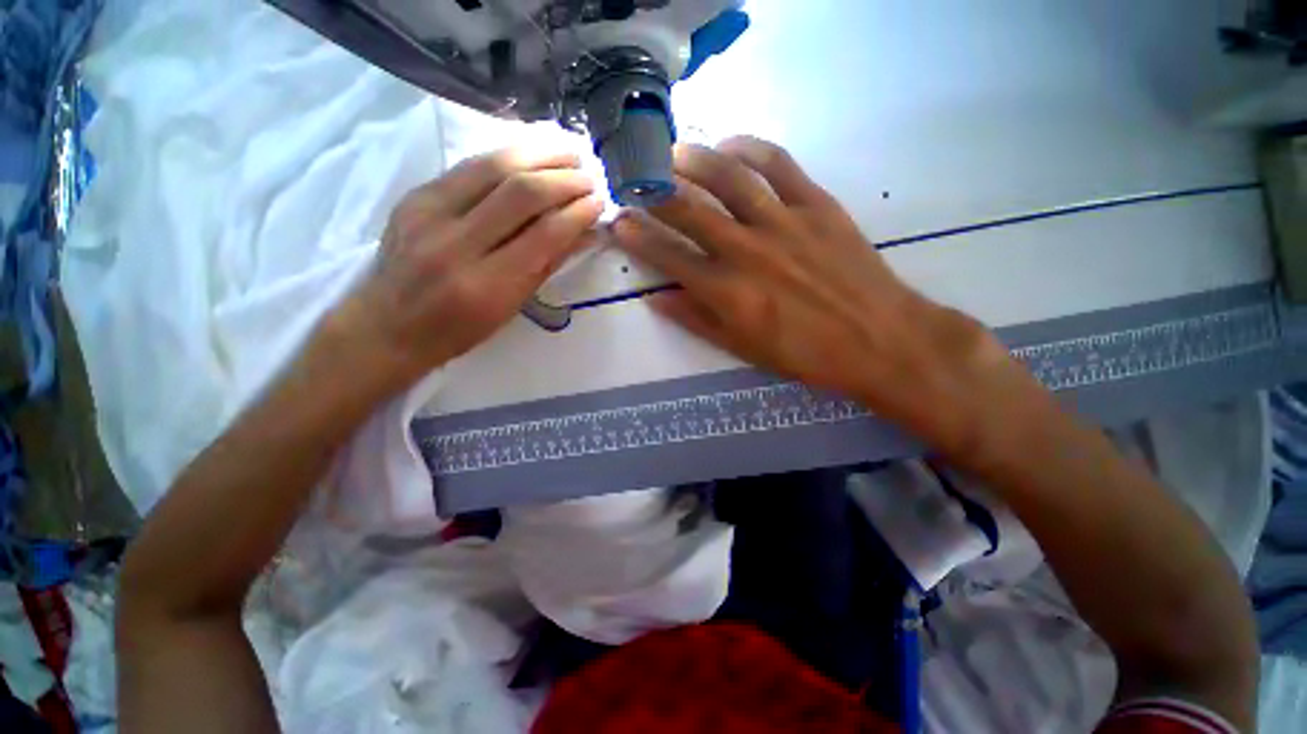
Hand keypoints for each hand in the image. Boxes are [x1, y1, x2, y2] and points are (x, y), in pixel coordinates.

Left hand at [335, 148, 602, 388]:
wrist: (389, 326)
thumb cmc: (460, 330)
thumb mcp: (512, 307)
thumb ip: (548, 265)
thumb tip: (585, 233)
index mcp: (487, 285)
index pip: (544, 235)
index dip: (577, 213)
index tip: (598, 203)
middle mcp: (456, 244)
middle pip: (519, 193)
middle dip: (563, 179)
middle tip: (588, 176)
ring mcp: (429, 214)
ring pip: (491, 167)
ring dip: (537, 154)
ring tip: (567, 152)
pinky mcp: (415, 196)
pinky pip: (468, 167)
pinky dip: (506, 156)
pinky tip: (529, 154)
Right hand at [612, 136, 1027, 453]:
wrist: (878, 339)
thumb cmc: (805, 353)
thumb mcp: (743, 349)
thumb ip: (697, 320)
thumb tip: (657, 298)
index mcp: (727, 290)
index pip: (669, 256)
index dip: (638, 237)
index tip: (619, 221)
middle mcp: (746, 249)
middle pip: (689, 210)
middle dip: (654, 193)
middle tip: (635, 179)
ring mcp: (782, 221)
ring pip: (728, 177)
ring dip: (694, 160)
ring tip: (673, 154)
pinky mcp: (815, 204)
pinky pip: (777, 165)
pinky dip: (750, 149)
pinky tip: (730, 145)